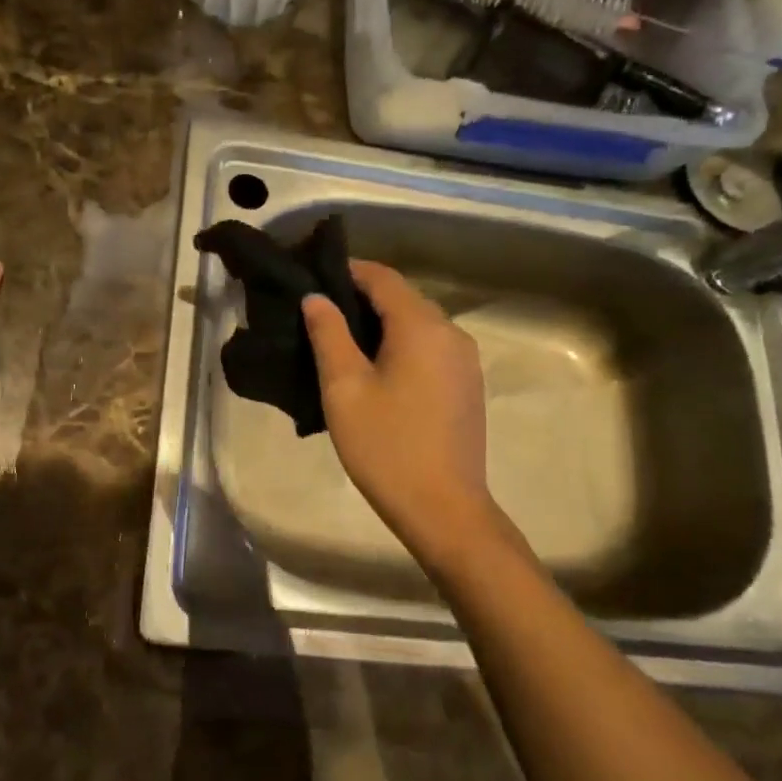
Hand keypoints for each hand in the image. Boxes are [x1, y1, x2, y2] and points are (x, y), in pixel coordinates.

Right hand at [302, 261, 495, 551]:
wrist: (444, 509)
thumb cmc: (387, 446)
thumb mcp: (345, 388)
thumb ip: (329, 334)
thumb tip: (316, 298)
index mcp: (422, 326)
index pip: (383, 278)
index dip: (347, 271)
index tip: (313, 278)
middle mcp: (452, 333)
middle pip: (403, 298)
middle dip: (362, 297)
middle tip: (320, 312)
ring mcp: (465, 360)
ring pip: (418, 323)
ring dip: (382, 322)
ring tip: (342, 340)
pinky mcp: (468, 385)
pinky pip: (431, 347)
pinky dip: (402, 344)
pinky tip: (376, 368)